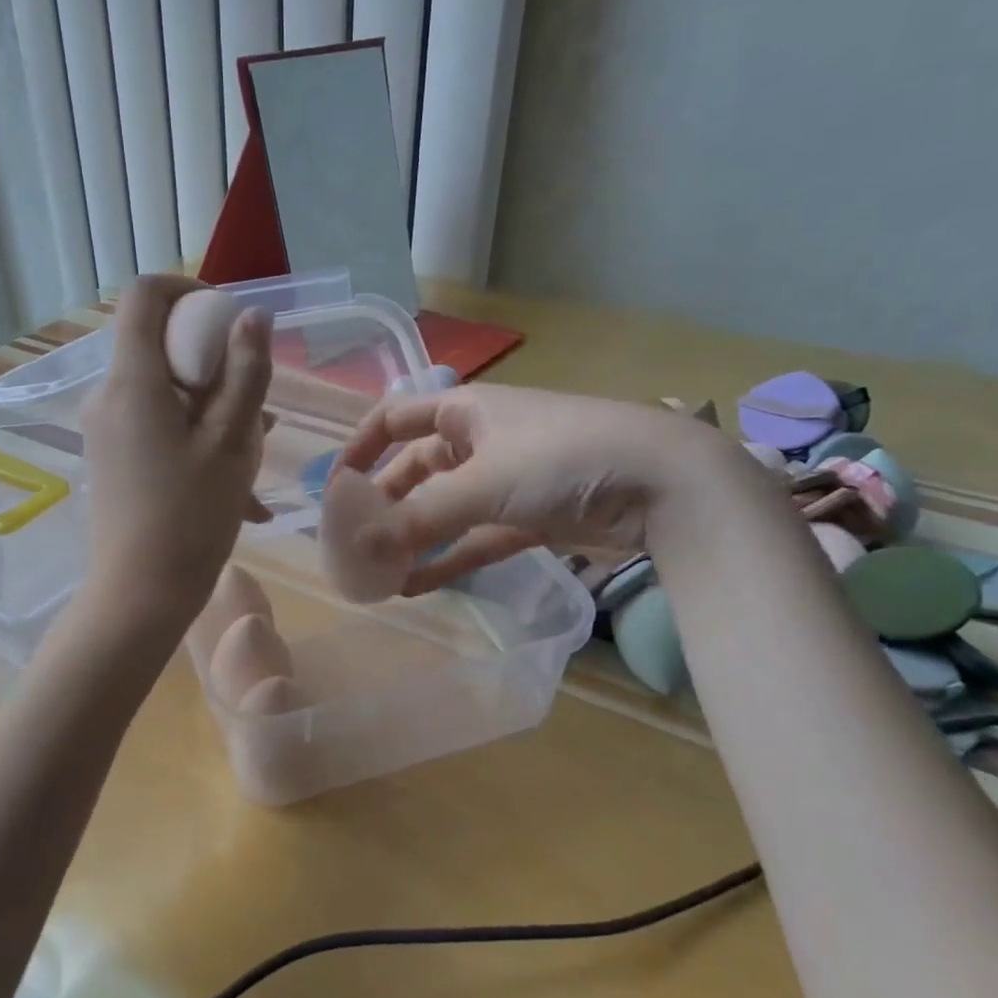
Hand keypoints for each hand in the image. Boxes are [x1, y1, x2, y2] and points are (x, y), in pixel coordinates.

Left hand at [81, 276, 272, 624]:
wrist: (140, 594)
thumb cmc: (191, 516)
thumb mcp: (232, 442)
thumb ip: (246, 372)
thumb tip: (253, 316)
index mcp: (132, 381)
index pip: (145, 296)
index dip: (190, 292)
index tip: (230, 322)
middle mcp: (109, 395)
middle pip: (160, 346)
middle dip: (215, 363)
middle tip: (257, 406)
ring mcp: (106, 428)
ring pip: (166, 391)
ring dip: (214, 406)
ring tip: (256, 450)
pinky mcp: (112, 456)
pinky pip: (158, 425)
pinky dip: (196, 436)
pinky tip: (237, 485)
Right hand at [337, 383, 724, 593]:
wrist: (661, 481)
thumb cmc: (560, 459)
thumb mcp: (481, 485)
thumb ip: (418, 519)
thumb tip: (356, 548)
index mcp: (465, 411)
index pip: (395, 418)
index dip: (361, 448)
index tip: (335, 488)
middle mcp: (480, 440)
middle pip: (417, 468)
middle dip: (385, 502)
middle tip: (354, 540)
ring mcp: (507, 480)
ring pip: (445, 508)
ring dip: (414, 536)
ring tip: (377, 570)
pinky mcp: (530, 517)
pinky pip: (476, 537)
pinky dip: (449, 558)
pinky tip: (415, 585)